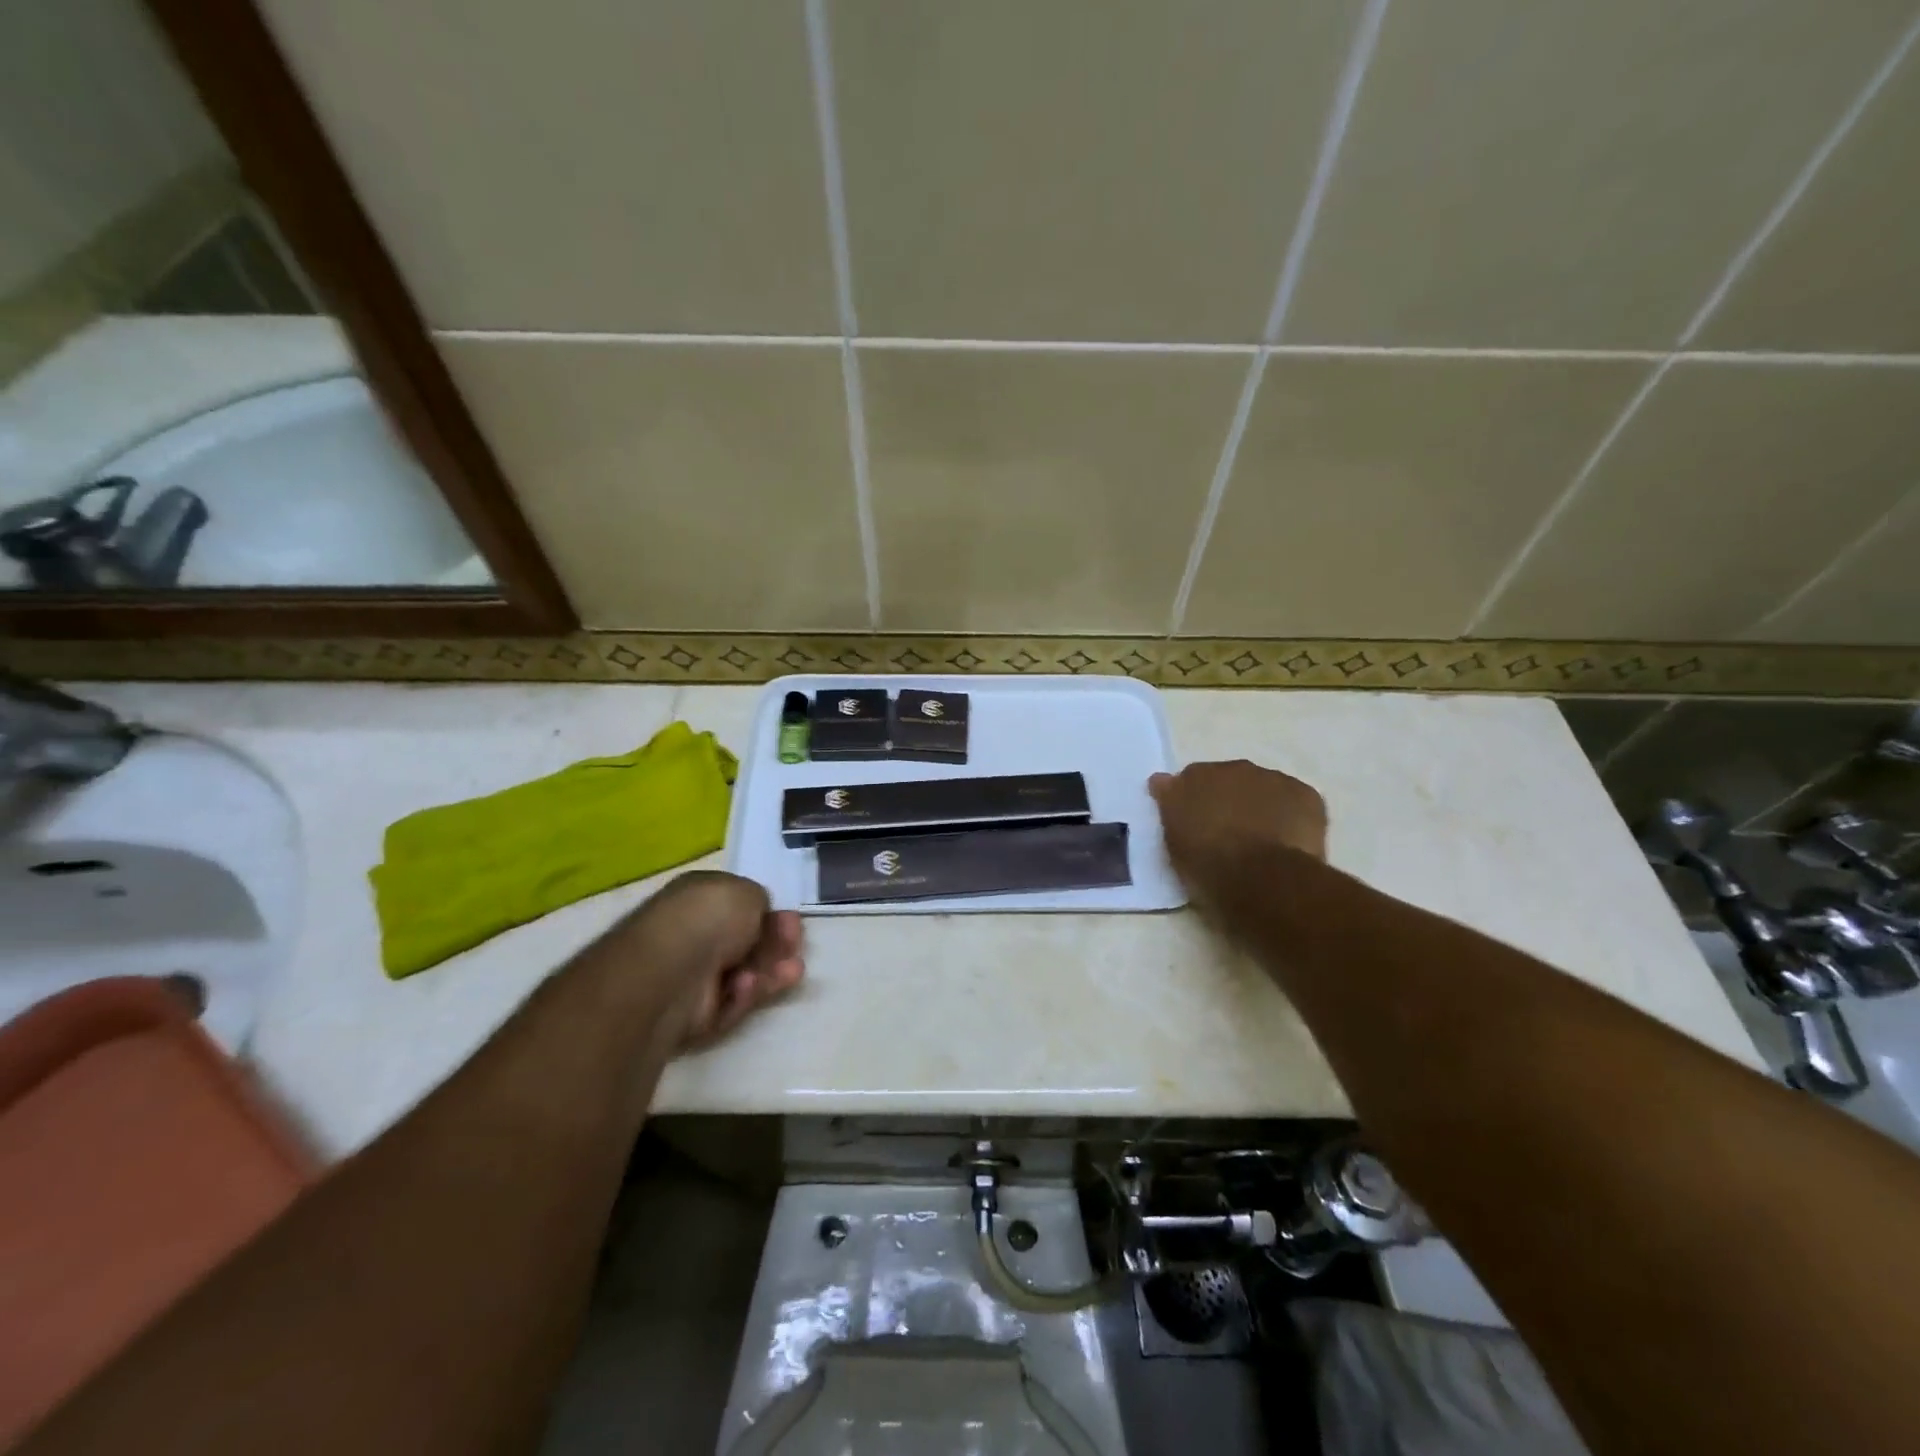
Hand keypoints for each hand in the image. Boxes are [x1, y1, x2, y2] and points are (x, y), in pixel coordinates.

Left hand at [618, 871, 804, 1049]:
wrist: (671, 970)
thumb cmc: (709, 918)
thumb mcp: (748, 892)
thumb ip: (761, 902)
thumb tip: (760, 918)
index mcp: (699, 897)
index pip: (741, 906)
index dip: (770, 914)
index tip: (793, 921)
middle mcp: (694, 932)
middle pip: (747, 942)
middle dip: (776, 944)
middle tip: (795, 946)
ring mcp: (693, 974)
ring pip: (744, 974)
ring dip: (770, 972)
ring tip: (792, 972)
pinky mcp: (695, 1012)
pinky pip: (730, 1002)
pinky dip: (743, 995)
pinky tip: (746, 987)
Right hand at [1149, 760, 1327, 905]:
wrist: (1258, 878)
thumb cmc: (1206, 865)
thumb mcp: (1173, 840)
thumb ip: (1170, 805)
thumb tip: (1161, 781)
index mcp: (1194, 777)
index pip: (1189, 780)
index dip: (1193, 801)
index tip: (1196, 824)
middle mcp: (1231, 768)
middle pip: (1228, 779)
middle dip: (1228, 799)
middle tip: (1229, 833)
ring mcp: (1271, 779)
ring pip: (1263, 788)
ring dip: (1260, 805)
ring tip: (1262, 841)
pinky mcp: (1305, 794)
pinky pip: (1295, 800)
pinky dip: (1292, 815)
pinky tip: (1289, 841)